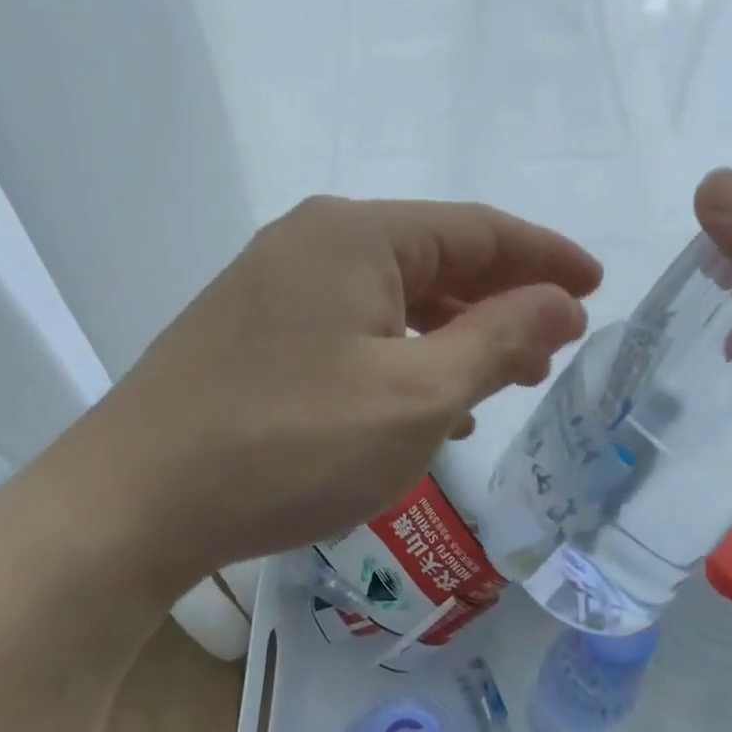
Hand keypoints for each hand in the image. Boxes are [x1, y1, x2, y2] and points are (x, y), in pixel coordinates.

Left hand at [38, 196, 600, 603]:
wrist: (135, 502)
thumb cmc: (289, 445)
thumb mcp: (416, 396)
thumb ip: (498, 340)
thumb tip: (562, 301)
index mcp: (356, 235)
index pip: (477, 229)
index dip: (544, 256)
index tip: (596, 285)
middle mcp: (311, 242)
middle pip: (433, 258)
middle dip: (500, 299)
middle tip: (552, 344)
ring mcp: (273, 287)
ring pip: (390, 299)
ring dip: (451, 333)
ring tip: (499, 376)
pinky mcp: (252, 334)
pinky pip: (350, 332)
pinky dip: (399, 358)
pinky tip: (424, 405)